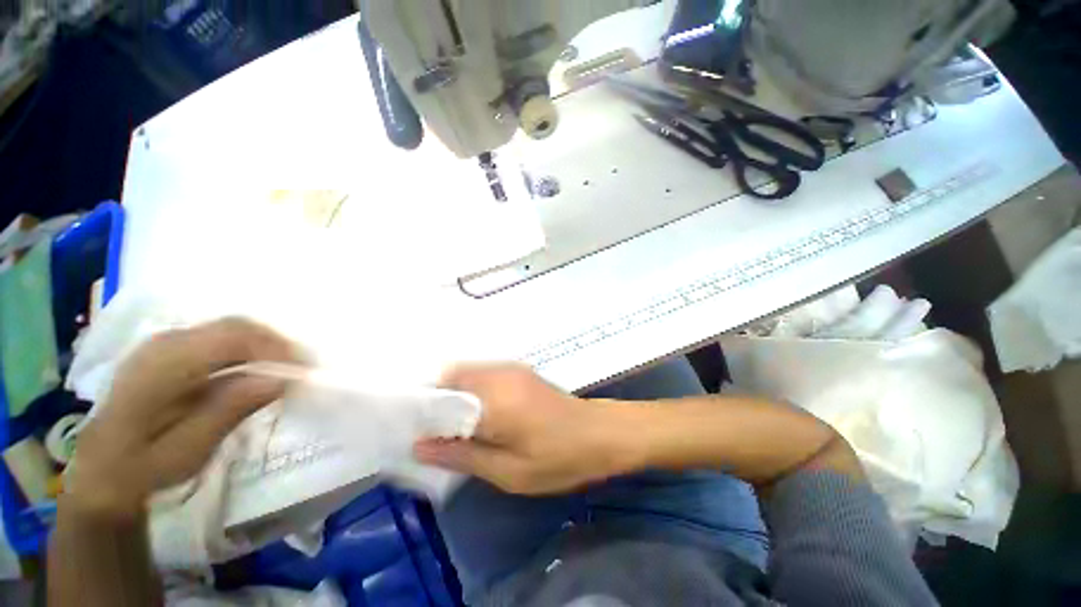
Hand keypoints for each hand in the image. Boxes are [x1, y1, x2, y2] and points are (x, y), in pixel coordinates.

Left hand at [65, 318, 299, 521]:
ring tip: (282, 372)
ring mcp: (165, 342)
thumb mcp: (189, 448)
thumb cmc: (143, 467)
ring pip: (231, 329)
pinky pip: (219, 338)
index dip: (276, 349)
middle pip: (236, 326)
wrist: (102, 471)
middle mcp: (165, 342)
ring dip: (263, 346)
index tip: (303, 372)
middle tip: (298, 371)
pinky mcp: (170, 349)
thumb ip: (230, 409)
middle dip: (275, 345)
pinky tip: (254, 371)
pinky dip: (247, 349)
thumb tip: (280, 380)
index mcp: (165, 365)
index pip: (233, 337)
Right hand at [414, 364, 641, 494]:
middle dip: (436, 399)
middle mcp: (499, 373)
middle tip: (430, 431)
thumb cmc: (558, 458)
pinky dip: (471, 390)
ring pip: (467, 373)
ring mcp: (511, 368)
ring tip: (449, 425)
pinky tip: (475, 413)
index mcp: (494, 397)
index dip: (422, 409)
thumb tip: (420, 446)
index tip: (410, 430)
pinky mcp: (520, 371)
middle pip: (452, 376)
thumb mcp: (509, 471)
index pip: (442, 393)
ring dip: (454, 394)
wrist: (599, 433)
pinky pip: (484, 374)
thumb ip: (462, 455)